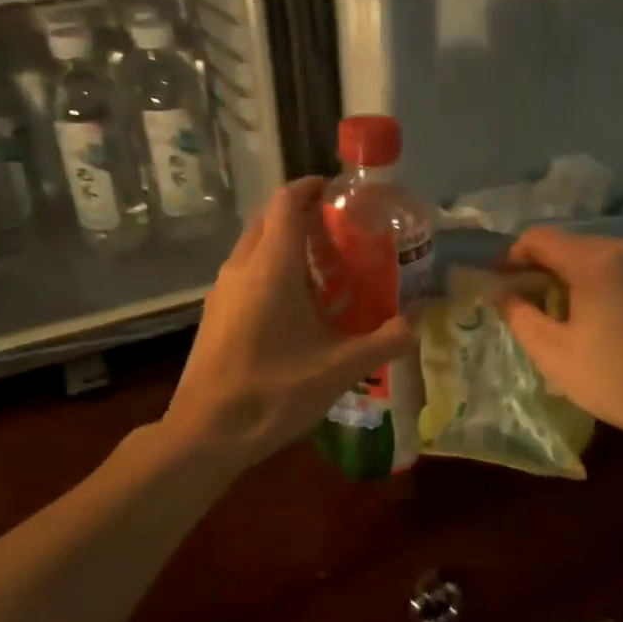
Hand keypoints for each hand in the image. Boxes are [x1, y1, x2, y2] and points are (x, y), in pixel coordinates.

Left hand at [163, 178, 415, 469]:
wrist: (205, 433)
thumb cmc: (273, 392)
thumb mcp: (339, 369)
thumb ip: (383, 342)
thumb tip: (417, 325)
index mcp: (271, 267)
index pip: (287, 202)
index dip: (311, 188)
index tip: (338, 191)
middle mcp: (241, 268)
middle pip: (268, 220)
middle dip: (300, 215)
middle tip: (339, 231)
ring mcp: (221, 291)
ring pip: (253, 247)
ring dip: (284, 244)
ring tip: (323, 267)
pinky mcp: (214, 314)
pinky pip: (244, 274)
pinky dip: (269, 270)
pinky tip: (294, 306)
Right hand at [497, 229, 622, 459]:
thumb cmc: (616, 380)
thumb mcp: (553, 353)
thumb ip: (519, 315)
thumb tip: (501, 293)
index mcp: (596, 260)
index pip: (539, 238)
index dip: (511, 256)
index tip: (497, 283)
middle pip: (567, 243)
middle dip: (538, 266)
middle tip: (521, 301)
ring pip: (592, 254)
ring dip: (566, 274)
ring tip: (553, 310)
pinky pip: (615, 266)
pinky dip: (593, 279)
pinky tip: (589, 313)